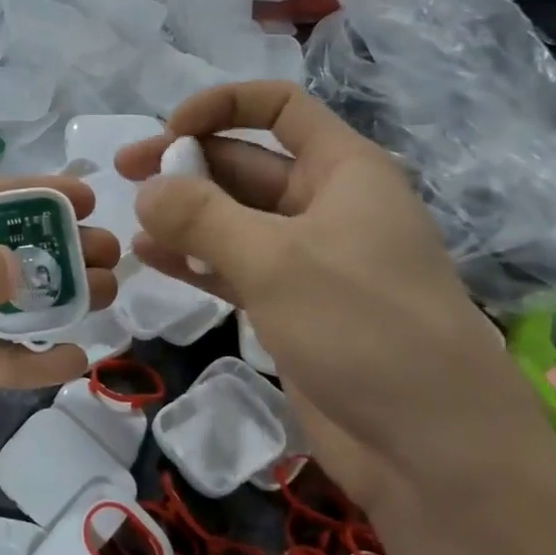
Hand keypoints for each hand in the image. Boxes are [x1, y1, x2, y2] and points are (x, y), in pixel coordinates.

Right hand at [116, 81, 553, 514]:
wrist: (432, 449)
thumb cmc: (365, 329)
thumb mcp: (277, 261)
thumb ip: (202, 216)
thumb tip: (146, 190)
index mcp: (342, 171)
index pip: (279, 107)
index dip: (221, 105)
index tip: (168, 130)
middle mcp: (324, 205)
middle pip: (244, 162)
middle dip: (185, 164)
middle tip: (123, 175)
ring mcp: (306, 259)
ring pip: (232, 218)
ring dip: (183, 214)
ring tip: (130, 222)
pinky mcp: (289, 306)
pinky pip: (231, 266)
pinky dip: (193, 259)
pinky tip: (152, 259)